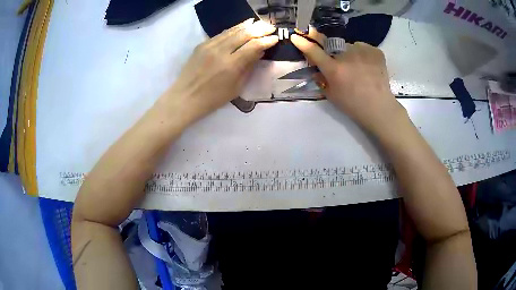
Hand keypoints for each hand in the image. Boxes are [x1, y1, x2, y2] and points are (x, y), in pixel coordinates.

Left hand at [160, 19, 277, 124]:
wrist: (186, 97)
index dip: (266, 41)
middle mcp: (221, 51)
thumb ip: (248, 67)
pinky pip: (222, 33)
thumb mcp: (236, 87)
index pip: (253, 46)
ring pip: (233, 31)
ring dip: (248, 26)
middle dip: (260, 29)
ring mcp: (210, 46)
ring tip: (259, 23)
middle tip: (271, 27)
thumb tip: (259, 52)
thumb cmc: (213, 98)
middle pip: (244, 34)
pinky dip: (234, 29)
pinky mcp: (202, 44)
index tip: (275, 38)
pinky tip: (241, 27)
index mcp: (231, 65)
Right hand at [290, 34, 406, 135]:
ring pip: (350, 46)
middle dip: (332, 51)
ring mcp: (362, 51)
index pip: (313, 50)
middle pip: (333, 46)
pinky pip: (363, 47)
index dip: (303, 42)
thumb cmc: (353, 105)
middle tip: (341, 64)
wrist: (379, 108)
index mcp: (334, 68)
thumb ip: (321, 81)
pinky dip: (363, 54)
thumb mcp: (331, 96)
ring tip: (359, 68)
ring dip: (349, 54)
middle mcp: (346, 55)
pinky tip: (368, 66)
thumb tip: (317, 71)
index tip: (296, 36)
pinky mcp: (375, 51)